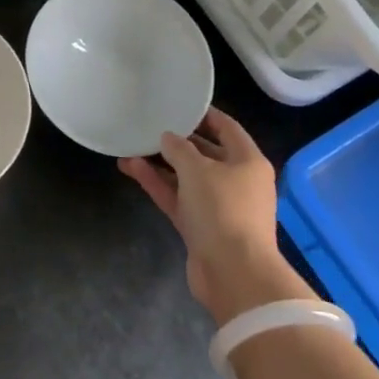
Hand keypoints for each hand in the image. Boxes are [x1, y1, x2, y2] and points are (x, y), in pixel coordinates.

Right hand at [118, 107, 310, 324]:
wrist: (233, 274)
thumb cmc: (223, 210)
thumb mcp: (198, 170)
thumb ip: (179, 149)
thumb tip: (167, 138)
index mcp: (248, 161)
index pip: (227, 128)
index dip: (204, 115)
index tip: (178, 104)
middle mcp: (237, 181)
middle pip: (205, 153)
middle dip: (177, 141)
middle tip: (150, 125)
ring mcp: (218, 206)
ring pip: (186, 177)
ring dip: (161, 164)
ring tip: (130, 146)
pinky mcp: (201, 227)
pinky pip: (177, 198)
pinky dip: (158, 184)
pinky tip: (132, 168)